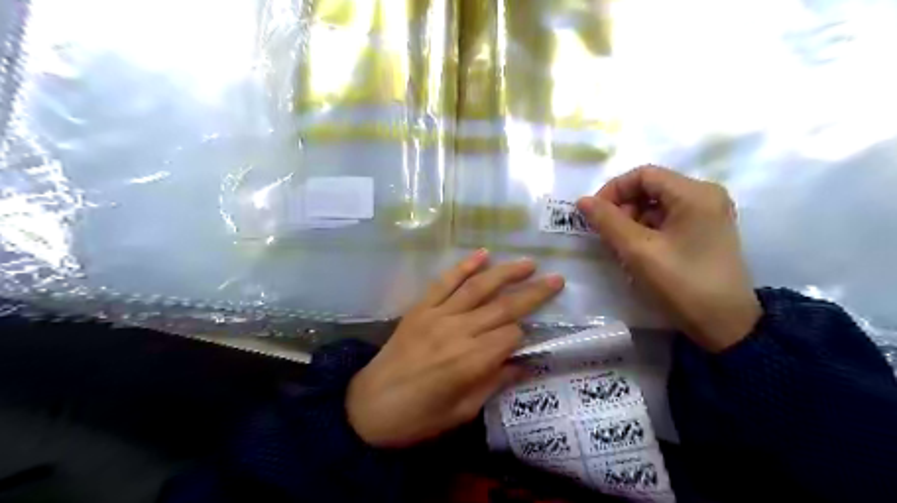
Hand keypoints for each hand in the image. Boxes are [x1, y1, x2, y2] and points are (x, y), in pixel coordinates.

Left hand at [345, 252, 561, 447]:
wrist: (367, 407)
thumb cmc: (418, 418)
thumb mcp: (462, 412)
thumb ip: (494, 383)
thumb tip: (524, 365)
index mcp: (471, 362)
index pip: (511, 336)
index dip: (523, 336)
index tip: (527, 339)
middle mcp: (458, 332)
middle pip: (503, 307)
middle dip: (533, 293)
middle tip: (556, 279)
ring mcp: (437, 315)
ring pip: (478, 288)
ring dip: (506, 273)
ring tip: (528, 262)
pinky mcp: (420, 308)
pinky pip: (444, 283)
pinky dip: (464, 267)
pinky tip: (483, 254)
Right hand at [579, 168, 759, 351]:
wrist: (725, 325)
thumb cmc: (681, 283)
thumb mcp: (638, 251)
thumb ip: (608, 221)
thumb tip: (582, 201)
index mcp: (695, 193)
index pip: (643, 175)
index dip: (613, 190)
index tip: (594, 214)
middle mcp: (705, 195)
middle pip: (651, 188)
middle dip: (623, 207)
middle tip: (607, 234)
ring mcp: (708, 214)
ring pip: (657, 204)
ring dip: (633, 221)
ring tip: (622, 247)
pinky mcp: (705, 231)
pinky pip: (668, 219)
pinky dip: (647, 230)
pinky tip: (639, 252)